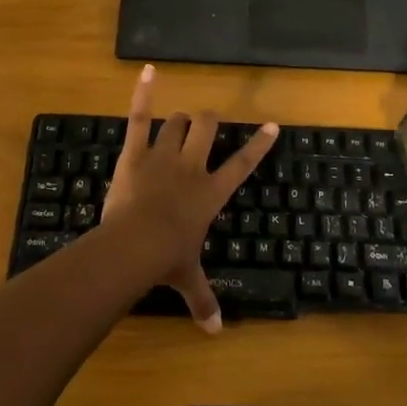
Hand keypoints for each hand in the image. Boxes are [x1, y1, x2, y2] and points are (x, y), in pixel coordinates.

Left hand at [101, 65, 278, 333]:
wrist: (134, 244)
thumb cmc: (167, 259)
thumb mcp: (188, 280)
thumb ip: (203, 301)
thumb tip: (215, 335)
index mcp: (210, 193)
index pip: (242, 165)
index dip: (258, 145)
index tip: (271, 125)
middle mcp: (192, 167)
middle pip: (208, 129)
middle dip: (209, 122)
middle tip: (207, 125)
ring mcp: (163, 155)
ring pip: (178, 122)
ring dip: (181, 120)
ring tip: (180, 122)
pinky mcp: (135, 152)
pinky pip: (140, 117)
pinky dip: (143, 93)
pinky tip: (148, 70)